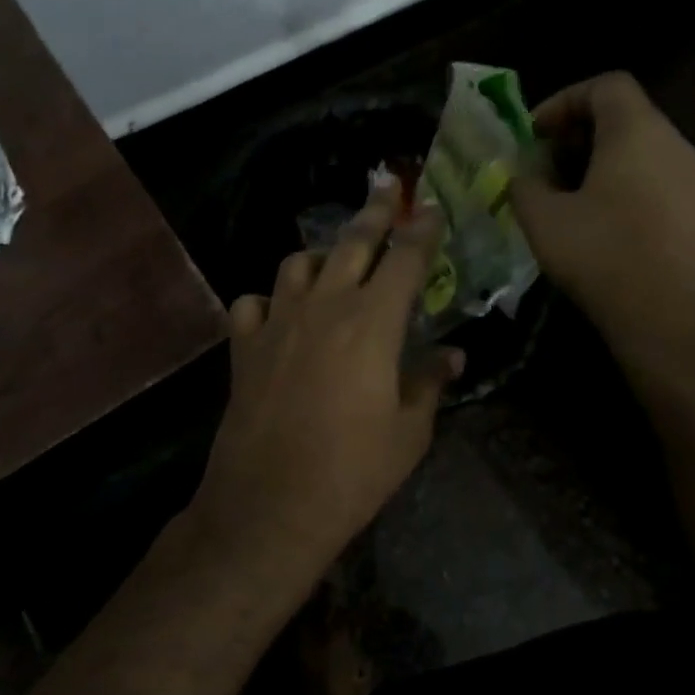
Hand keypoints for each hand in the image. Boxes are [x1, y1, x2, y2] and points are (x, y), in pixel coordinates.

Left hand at [193, 188, 462, 582]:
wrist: (270, 504)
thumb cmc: (353, 472)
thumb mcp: (409, 433)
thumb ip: (429, 383)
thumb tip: (452, 356)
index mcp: (373, 322)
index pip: (405, 259)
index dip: (422, 230)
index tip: (432, 209)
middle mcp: (324, 307)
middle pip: (351, 243)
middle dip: (375, 213)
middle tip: (388, 190)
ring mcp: (277, 322)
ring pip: (296, 263)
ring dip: (320, 256)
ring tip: (332, 264)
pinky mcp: (243, 346)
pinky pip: (252, 303)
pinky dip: (267, 301)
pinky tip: (277, 315)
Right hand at [510, 72, 694, 389]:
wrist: (677, 324)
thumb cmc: (604, 258)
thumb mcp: (543, 219)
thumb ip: (525, 184)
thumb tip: (525, 174)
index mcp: (638, 132)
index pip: (606, 84)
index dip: (563, 100)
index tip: (534, 134)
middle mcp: (676, 145)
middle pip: (624, 115)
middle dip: (576, 134)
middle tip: (542, 167)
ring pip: (641, 150)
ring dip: (598, 163)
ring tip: (564, 198)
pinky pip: (656, 180)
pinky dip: (623, 186)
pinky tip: (598, 225)